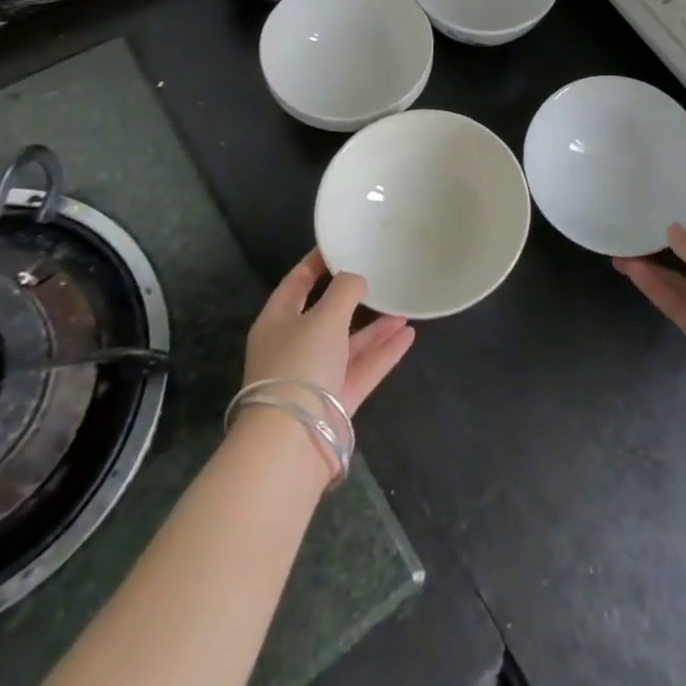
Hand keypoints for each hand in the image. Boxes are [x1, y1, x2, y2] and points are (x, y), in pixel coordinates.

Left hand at [244, 249, 414, 414]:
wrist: (292, 441)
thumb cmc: (300, 365)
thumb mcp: (324, 317)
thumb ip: (345, 291)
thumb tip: (357, 278)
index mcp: (277, 322)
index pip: (295, 284)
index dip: (315, 263)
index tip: (338, 245)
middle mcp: (294, 347)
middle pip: (325, 316)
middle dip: (352, 299)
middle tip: (378, 276)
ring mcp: (315, 376)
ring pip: (348, 344)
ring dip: (374, 328)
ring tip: (403, 308)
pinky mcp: (336, 400)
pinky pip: (363, 368)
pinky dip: (384, 353)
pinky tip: (408, 336)